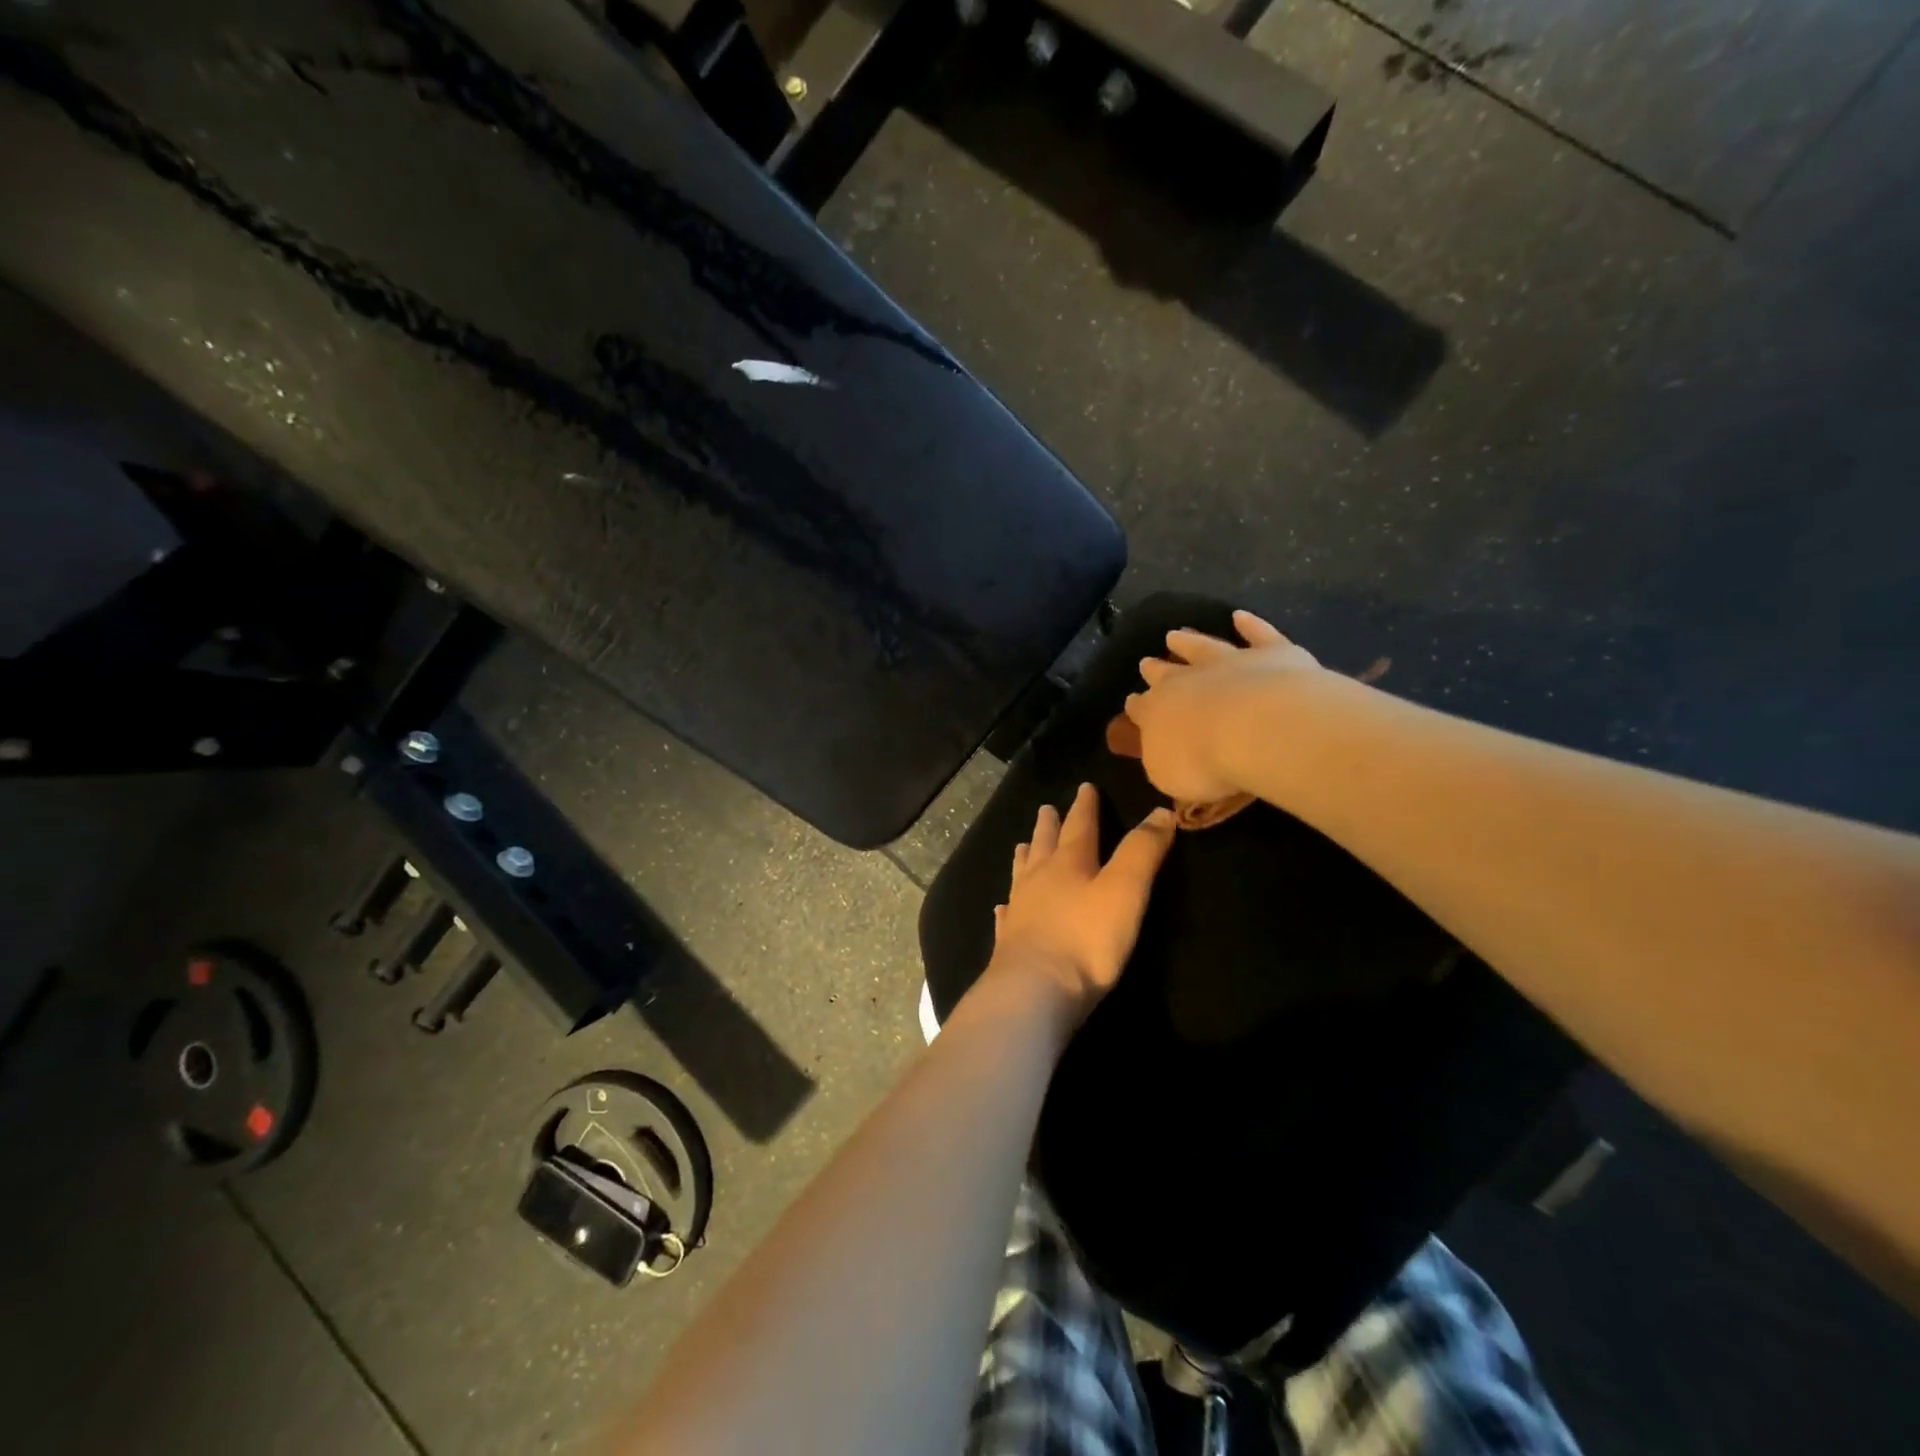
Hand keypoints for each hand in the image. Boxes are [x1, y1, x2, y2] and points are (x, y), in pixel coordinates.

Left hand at [989, 783, 1175, 1017]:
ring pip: (1022, 875)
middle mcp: (1039, 880)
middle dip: (1049, 826)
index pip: (1079, 826)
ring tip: (1022, 846)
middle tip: (1045, 808)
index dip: (1085, 806)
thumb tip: (1160, 812)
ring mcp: (1020, 911)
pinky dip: (1007, 907)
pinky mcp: (1009, 942)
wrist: (1034, 991)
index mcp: (1069, 863)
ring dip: (1025, 858)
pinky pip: (1007, 916)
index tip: (1084, 787)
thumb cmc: (1086, 939)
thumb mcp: (1126, 891)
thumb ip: (1142, 851)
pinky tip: (1002, 907)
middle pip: (1045, 845)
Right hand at [1123, 609, 1323, 803]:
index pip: (1142, 709)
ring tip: (1175, 635)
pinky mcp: (1271, 654)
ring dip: (1188, 641)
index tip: (1132, 703)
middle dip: (1155, 669)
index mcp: (1157, 713)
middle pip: (1166, 673)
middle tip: (1146, 662)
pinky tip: (1240, 616)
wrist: (1259, 728)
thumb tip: (1163, 754)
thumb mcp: (1170, 777)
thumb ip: (1164, 762)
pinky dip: (1250, 625)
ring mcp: (1229, 662)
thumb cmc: (1206, 762)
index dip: (1136, 707)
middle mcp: (1187, 681)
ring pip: (1203, 647)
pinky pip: (1258, 635)